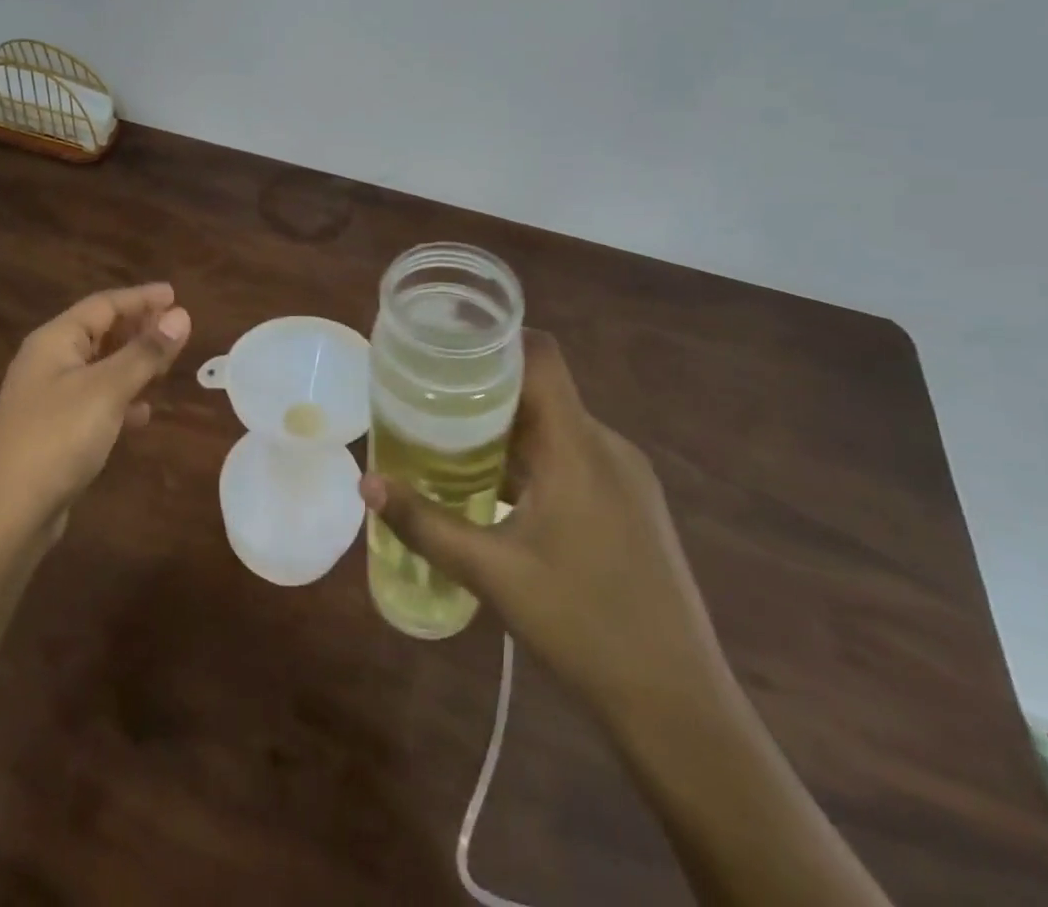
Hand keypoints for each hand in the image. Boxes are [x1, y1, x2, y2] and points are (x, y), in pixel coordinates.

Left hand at [0, 282, 191, 542]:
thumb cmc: (56, 438)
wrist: (5, 514)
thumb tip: (182, 315)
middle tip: (176, 329)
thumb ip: (145, 353)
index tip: (175, 295)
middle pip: (99, 332)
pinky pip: (94, 402)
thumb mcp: (106, 390)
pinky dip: (120, 400)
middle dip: (137, 328)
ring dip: (132, 363)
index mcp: (55, 341)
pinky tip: (141, 414)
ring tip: (166, 365)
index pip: (103, 304)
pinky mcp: (54, 432)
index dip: (140, 298)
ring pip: (99, 368)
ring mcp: (48, 399)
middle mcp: (48, 362)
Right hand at [360, 333, 724, 726]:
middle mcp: (607, 447)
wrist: (680, 707)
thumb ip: (425, 523)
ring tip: (450, 441)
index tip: (445, 345)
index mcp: (578, 447)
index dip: (494, 340)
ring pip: (556, 427)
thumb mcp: (492, 573)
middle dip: (483, 390)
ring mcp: (626, 478)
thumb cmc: (584, 626)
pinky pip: (573, 457)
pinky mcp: (632, 506)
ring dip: (506, 429)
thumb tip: (367, 483)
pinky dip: (532, 458)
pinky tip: (498, 490)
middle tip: (427, 398)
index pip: (541, 356)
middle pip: (540, 391)